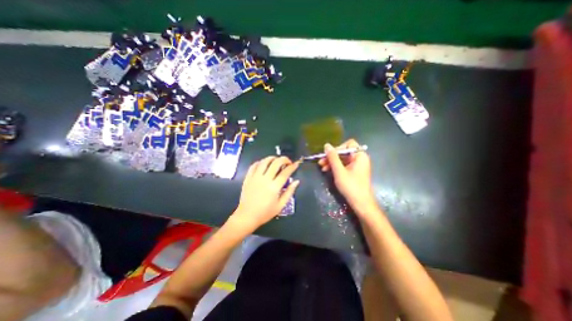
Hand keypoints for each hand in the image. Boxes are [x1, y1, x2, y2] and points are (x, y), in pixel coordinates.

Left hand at [231, 156, 299, 230]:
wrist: (247, 216)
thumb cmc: (265, 213)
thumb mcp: (280, 205)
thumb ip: (289, 192)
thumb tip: (296, 181)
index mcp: (274, 187)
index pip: (285, 172)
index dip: (292, 166)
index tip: (296, 164)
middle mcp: (265, 179)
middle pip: (276, 163)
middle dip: (284, 159)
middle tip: (287, 162)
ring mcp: (255, 177)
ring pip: (264, 161)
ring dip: (272, 158)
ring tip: (276, 160)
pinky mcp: (248, 178)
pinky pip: (254, 165)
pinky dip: (260, 162)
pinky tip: (264, 164)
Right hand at [320, 138, 378, 215]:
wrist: (361, 203)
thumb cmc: (351, 186)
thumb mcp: (339, 171)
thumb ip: (333, 157)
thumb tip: (327, 145)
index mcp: (360, 156)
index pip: (348, 144)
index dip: (337, 148)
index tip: (328, 155)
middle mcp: (359, 158)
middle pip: (344, 152)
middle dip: (332, 157)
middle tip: (321, 162)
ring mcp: (357, 165)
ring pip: (342, 159)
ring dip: (331, 162)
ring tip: (322, 167)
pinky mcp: (354, 171)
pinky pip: (343, 165)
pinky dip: (335, 167)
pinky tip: (327, 171)